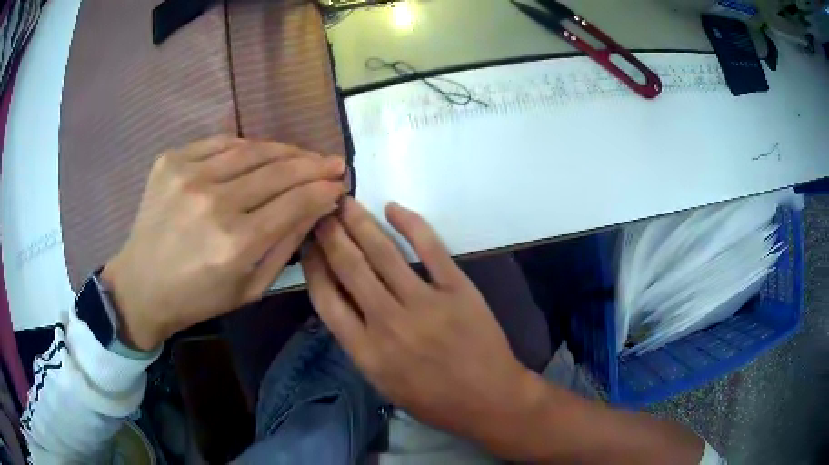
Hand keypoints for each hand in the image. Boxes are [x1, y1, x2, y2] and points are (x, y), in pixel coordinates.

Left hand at [102, 136, 347, 350]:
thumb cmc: (198, 297)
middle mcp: (214, 202)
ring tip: (303, 155)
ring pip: (252, 149)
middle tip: (334, 162)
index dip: (323, 189)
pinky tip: (260, 153)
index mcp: (235, 243)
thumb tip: (317, 206)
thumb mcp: (250, 288)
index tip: (340, 183)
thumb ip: (286, 245)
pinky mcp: (172, 160)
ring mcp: (189, 175)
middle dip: (313, 164)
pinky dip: (247, 146)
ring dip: (285, 150)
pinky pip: (221, 142)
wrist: (141, 284)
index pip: (294, 202)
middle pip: (278, 170)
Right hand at [302, 198, 539, 452]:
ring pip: (383, 253)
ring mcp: (425, 303)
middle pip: (350, 267)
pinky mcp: (457, 289)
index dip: (313, 266)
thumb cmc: (434, 400)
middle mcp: (389, 323)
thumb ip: (359, 345)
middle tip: (320, 210)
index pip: (326, 299)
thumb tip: (340, 302)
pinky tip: (394, 208)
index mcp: (367, 351)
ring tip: (345, 202)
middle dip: (330, 234)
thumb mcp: (383, 383)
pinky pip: (430, 248)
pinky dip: (411, 224)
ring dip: (360, 222)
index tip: (307, 245)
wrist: (489, 399)